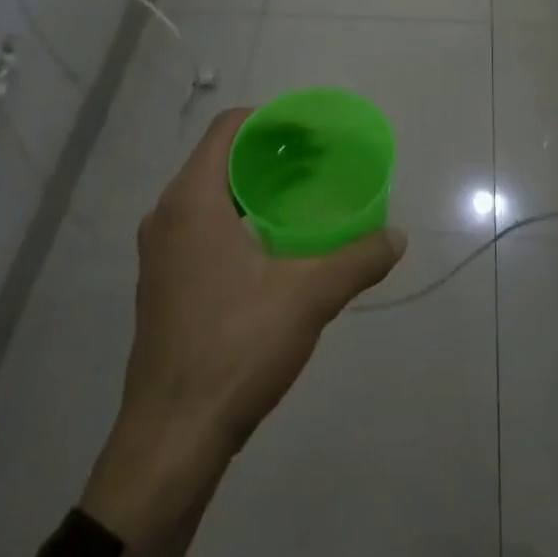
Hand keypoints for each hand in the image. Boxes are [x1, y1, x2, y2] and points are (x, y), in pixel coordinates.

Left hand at [82, 109, 407, 549]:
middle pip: (219, 160)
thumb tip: (397, 238)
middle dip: (269, 153)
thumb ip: (357, 260)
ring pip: (210, 196)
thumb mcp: (308, 298)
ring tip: (302, 199)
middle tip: (317, 162)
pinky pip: (202, 228)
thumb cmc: (234, 349)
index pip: (228, 129)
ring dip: (254, 189)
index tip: (311, 131)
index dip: (270, 119)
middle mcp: (166, 217)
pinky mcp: (163, 285)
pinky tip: (275, 246)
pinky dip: (238, 219)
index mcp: (191, 202)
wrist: (172, 438)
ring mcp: (160, 253)